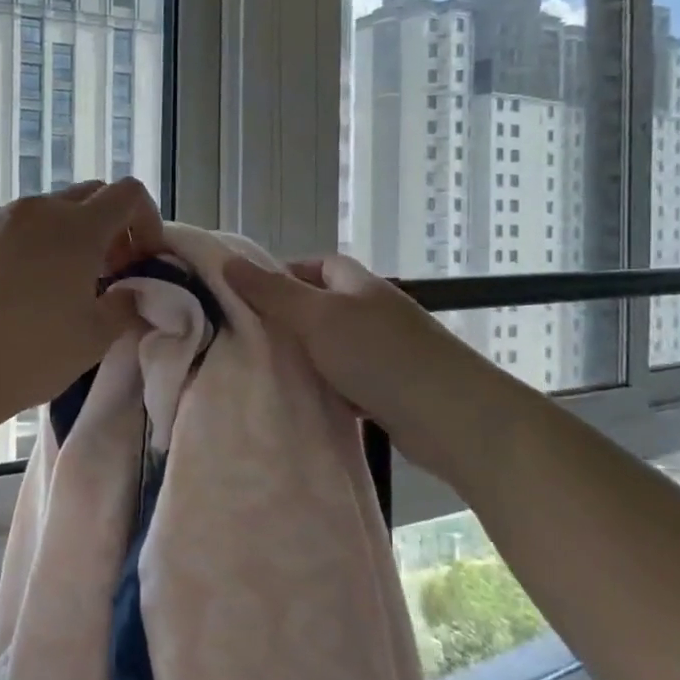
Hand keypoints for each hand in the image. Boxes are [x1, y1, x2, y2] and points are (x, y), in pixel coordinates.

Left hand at [0, 179, 164, 423]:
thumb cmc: (33, 353)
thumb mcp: (96, 336)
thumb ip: (125, 303)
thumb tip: (130, 291)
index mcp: (77, 227)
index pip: (128, 194)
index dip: (146, 221)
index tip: (140, 260)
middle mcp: (36, 209)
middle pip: (87, 196)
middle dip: (107, 226)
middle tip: (104, 272)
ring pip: (43, 212)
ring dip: (62, 235)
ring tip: (54, 282)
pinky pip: (5, 228)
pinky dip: (23, 245)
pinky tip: (10, 288)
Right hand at [223, 251, 501, 478]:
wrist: (452, 418)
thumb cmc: (380, 355)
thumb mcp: (316, 317)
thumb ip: (271, 292)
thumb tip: (227, 261)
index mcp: (358, 285)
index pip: (316, 265)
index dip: (282, 273)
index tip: (245, 294)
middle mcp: (373, 312)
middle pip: (321, 306)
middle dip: (286, 319)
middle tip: (246, 336)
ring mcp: (385, 352)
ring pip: (331, 347)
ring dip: (304, 357)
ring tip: (263, 370)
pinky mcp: (390, 390)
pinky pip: (346, 382)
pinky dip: (325, 389)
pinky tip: (302, 402)